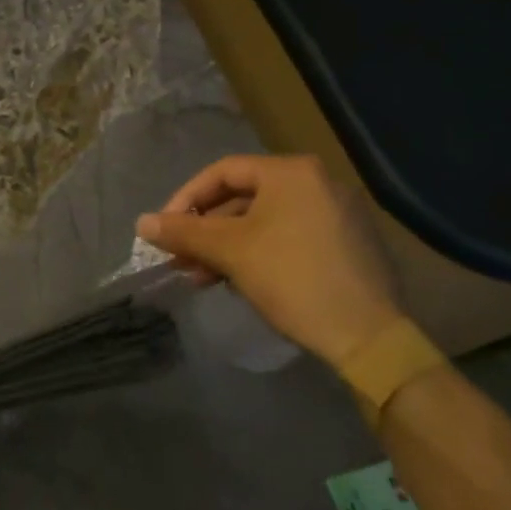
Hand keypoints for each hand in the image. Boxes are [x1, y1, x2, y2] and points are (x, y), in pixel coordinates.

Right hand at [136, 154, 403, 369]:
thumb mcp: (230, 252)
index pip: (222, 172)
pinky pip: (289, 236)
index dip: (186, 199)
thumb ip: (183, 232)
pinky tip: (238, 280)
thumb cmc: (292, 278)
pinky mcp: (347, 244)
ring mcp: (337, 213)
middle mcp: (317, 182)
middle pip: (243, 197)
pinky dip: (258, 252)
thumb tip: (141, 222)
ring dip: (227, 245)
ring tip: (202, 276)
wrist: (369, 338)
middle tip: (181, 257)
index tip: (165, 230)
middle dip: (206, 229)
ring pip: (264, 220)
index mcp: (291, 172)